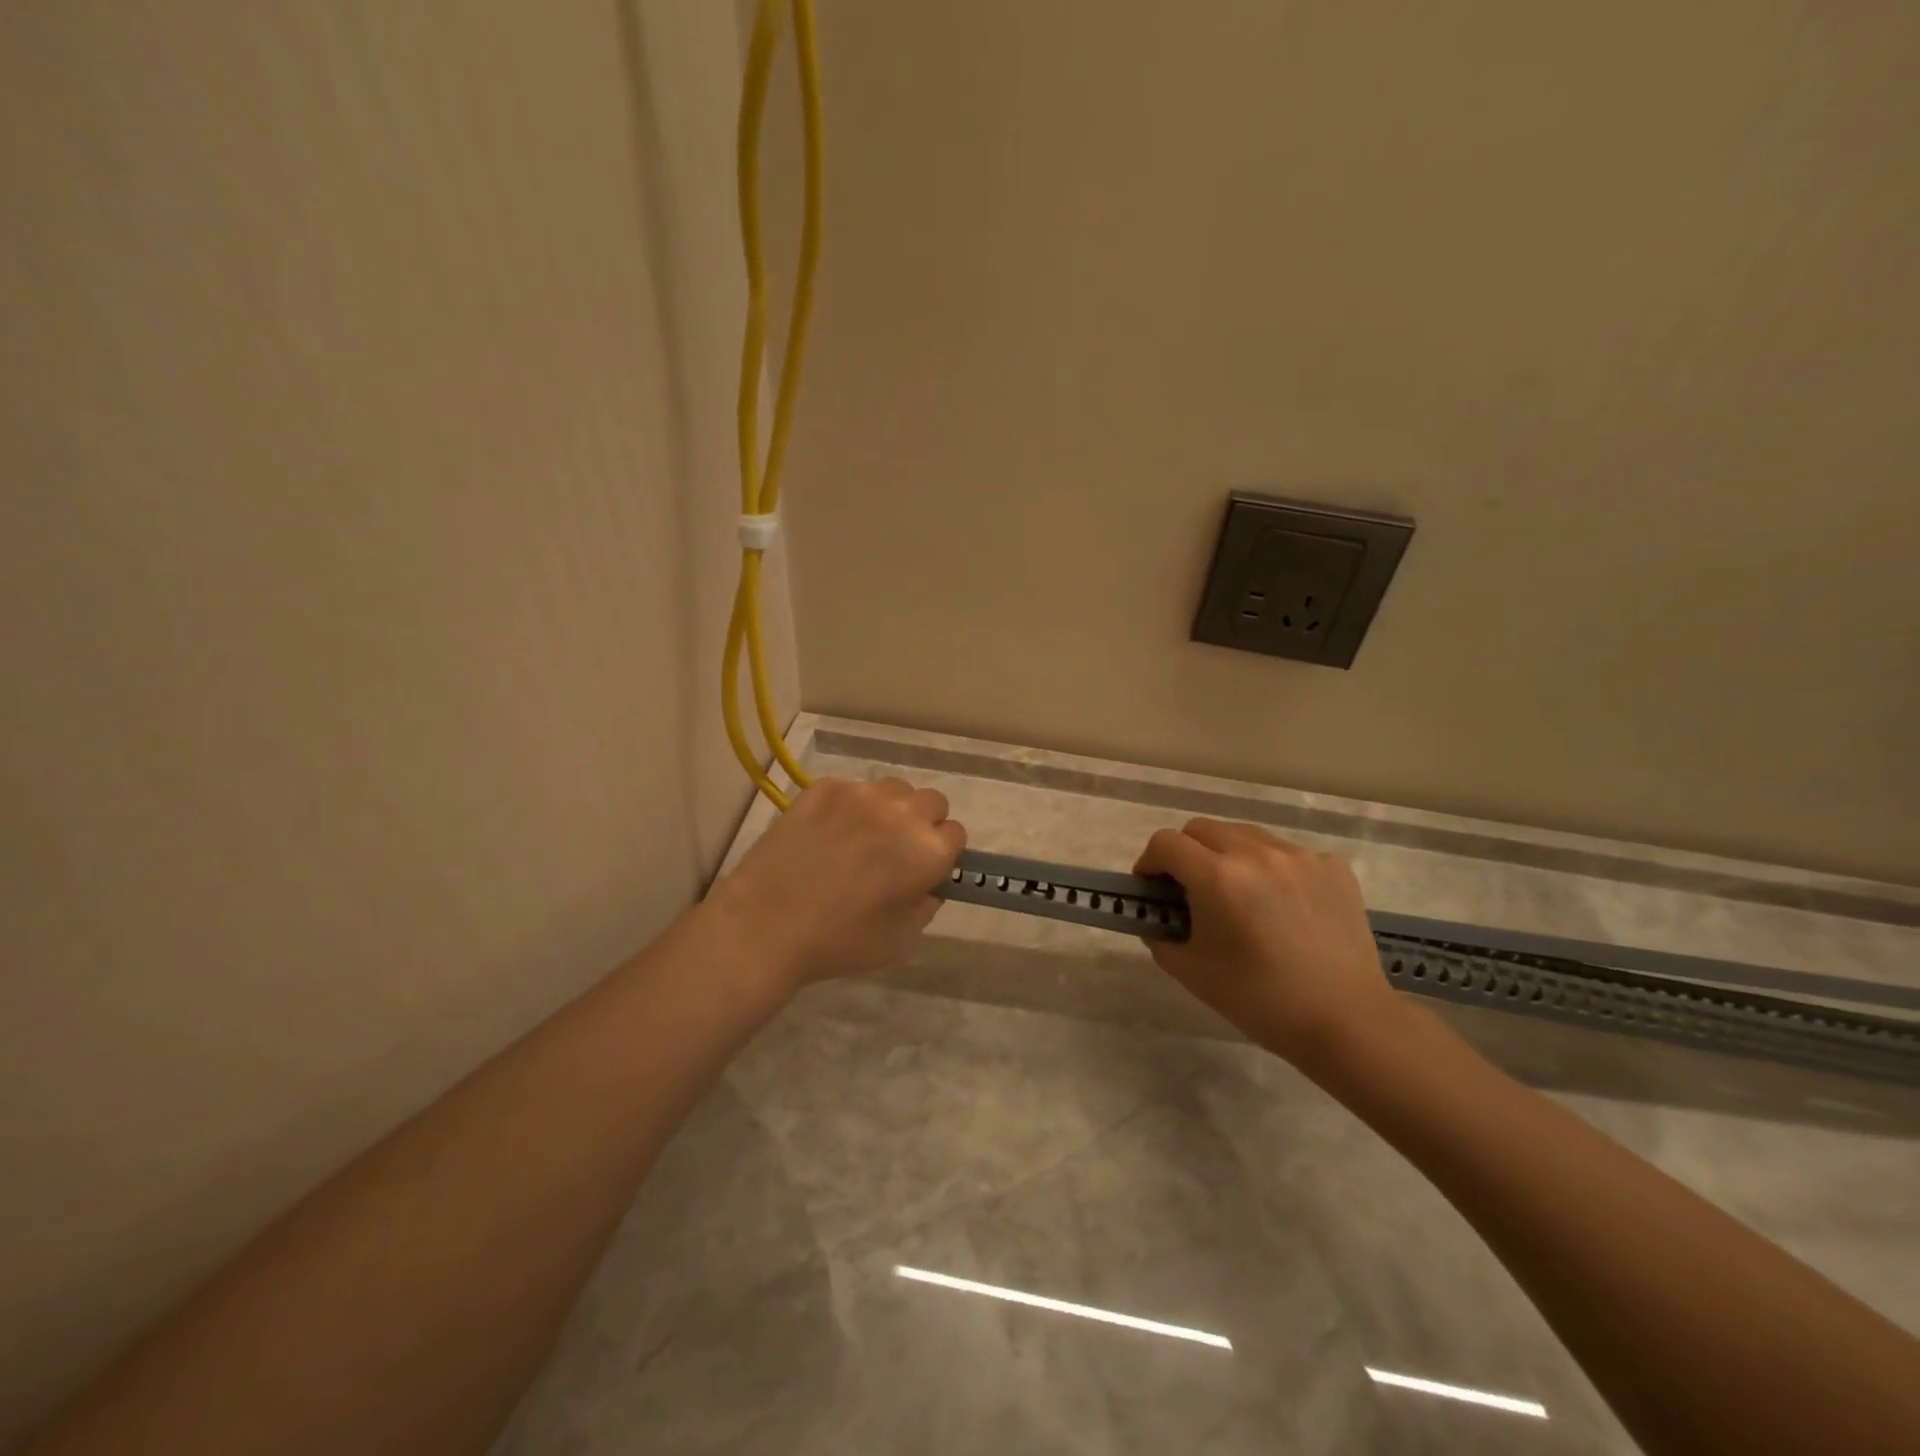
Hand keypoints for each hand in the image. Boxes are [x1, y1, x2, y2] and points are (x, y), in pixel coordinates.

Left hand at [707, 776, 966, 990]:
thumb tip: (928, 883)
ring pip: (894, 789)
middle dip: (922, 824)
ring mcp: (860, 795)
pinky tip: (827, 834)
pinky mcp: (824, 788)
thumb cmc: (838, 942)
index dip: (942, 854)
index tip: (922, 870)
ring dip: (890, 809)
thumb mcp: (901, 939)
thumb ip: (927, 904)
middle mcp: (901, 813)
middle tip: (895, 851)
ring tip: (862, 837)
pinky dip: (850, 807)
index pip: (956, 833)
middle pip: (932, 802)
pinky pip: (853, 789)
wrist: (764, 925)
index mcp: (927, 851)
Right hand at [1134, 819, 1396, 1070]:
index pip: (1165, 843)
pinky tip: (1282, 907)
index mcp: (1218, 877)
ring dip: (1228, 856)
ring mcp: (1300, 856)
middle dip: (1186, 854)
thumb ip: (1161, 936)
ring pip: (1245, 835)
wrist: (1347, 1022)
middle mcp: (1257, 853)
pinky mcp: (1332, 866)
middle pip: (1202, 829)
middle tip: (1191, 891)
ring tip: (1240, 897)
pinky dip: (1271, 869)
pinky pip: (1286, 853)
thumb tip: (1157, 919)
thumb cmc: (1261, 1000)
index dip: (1150, 863)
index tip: (1153, 889)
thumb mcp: (1192, 972)